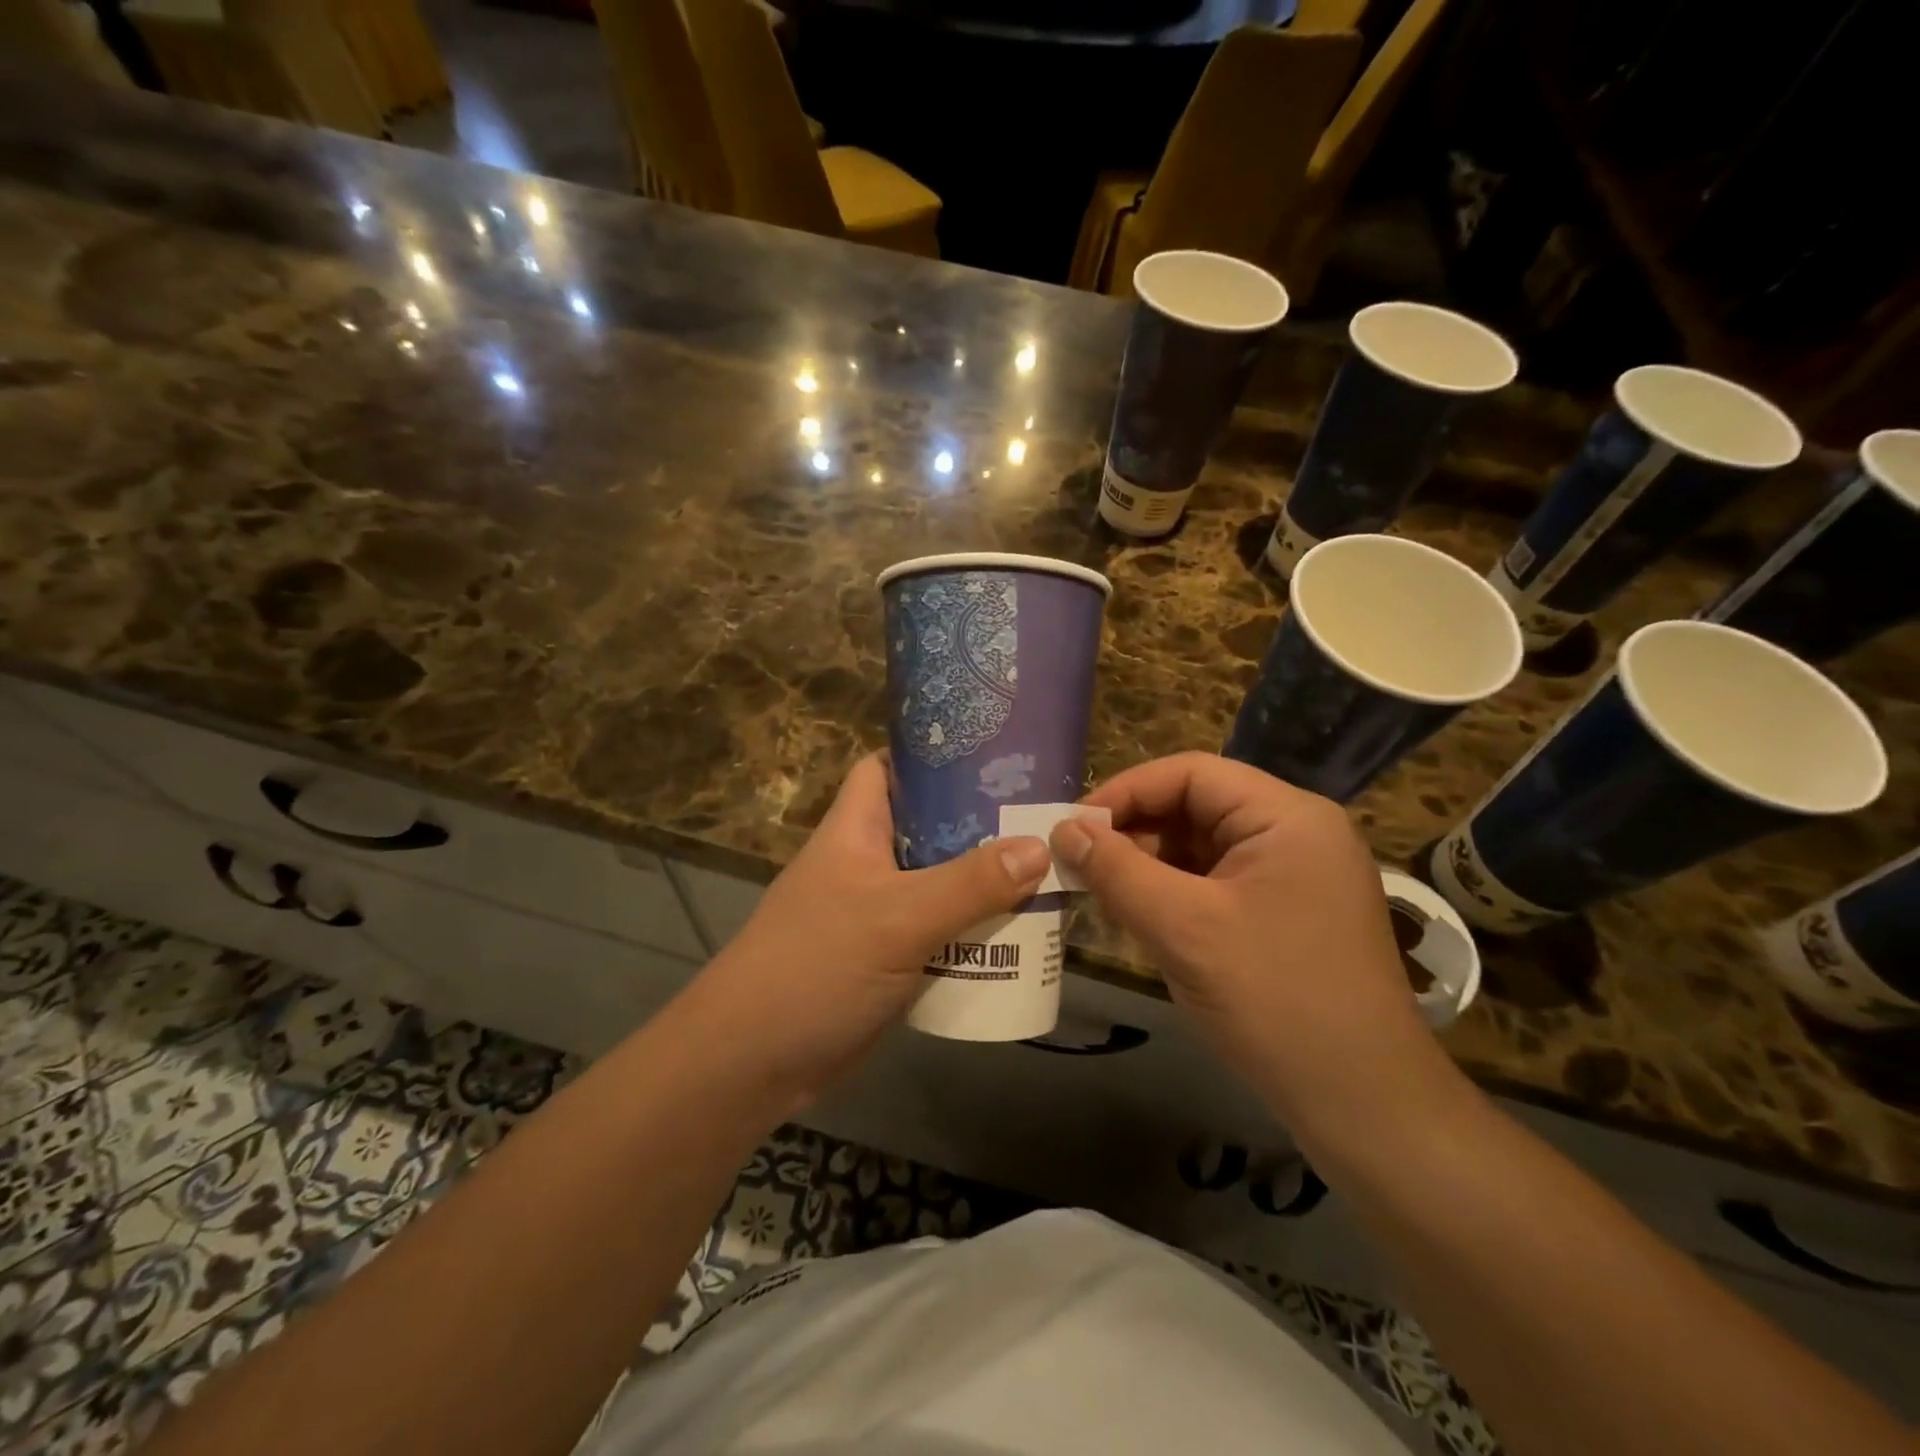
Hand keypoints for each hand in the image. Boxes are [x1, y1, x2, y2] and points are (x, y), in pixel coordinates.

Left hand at [684, 753, 1051, 1106]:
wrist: (753, 1063)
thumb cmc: (817, 967)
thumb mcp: (898, 918)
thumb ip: (970, 884)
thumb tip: (1040, 847)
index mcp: (856, 829)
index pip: (888, 767)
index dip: (932, 755)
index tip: (991, 754)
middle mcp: (868, 862)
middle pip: (929, 826)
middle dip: (981, 822)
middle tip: (1042, 817)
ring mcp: (878, 912)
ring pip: (941, 881)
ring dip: (986, 881)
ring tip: (1049, 869)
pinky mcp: (890, 957)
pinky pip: (941, 929)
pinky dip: (975, 928)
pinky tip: (1022, 931)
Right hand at [1048, 752, 1455, 1139]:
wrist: (1364, 1104)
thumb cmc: (1274, 1000)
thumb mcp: (1183, 928)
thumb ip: (1116, 870)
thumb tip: (1062, 829)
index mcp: (1287, 816)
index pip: (1190, 773)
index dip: (1125, 792)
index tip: (1072, 827)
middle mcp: (1296, 832)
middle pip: (1197, 806)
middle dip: (1135, 831)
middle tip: (1080, 863)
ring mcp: (1296, 874)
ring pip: (1203, 847)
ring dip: (1150, 865)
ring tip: (1103, 893)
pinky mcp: (1288, 911)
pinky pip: (1218, 882)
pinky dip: (1175, 893)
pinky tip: (1142, 918)